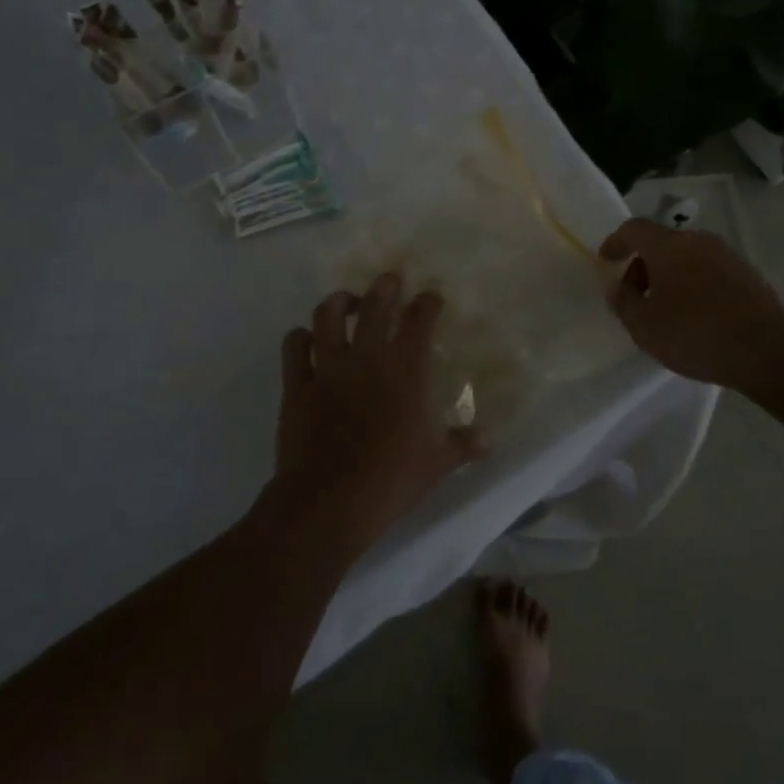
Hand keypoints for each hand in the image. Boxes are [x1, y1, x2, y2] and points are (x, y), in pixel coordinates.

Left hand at [271, 274, 484, 556]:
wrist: (328, 503)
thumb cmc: (389, 481)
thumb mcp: (436, 465)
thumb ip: (462, 445)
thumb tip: (488, 439)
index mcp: (405, 372)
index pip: (419, 321)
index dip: (427, 303)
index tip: (431, 298)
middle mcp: (366, 359)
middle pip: (375, 306)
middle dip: (385, 287)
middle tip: (390, 281)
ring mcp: (328, 369)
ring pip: (328, 315)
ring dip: (339, 301)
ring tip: (347, 300)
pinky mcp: (297, 385)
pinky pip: (294, 347)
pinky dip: (300, 336)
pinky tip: (307, 338)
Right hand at [600, 218, 783, 390]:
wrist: (765, 350)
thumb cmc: (694, 334)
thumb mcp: (644, 326)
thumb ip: (623, 302)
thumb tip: (618, 287)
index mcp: (669, 246)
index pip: (634, 229)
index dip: (616, 242)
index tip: (606, 260)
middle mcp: (698, 241)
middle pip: (662, 243)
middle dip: (643, 266)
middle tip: (636, 297)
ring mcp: (727, 255)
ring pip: (687, 257)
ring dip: (670, 276)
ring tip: (665, 310)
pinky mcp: (747, 274)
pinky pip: (708, 271)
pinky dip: (693, 284)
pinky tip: (695, 316)